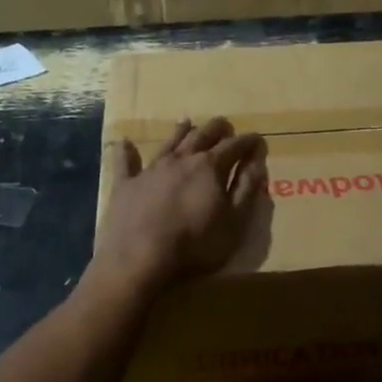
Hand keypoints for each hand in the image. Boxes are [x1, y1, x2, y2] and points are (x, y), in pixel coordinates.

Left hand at [92, 117, 266, 292]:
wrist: (140, 259)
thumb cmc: (195, 245)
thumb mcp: (235, 222)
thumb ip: (247, 189)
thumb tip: (256, 161)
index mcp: (210, 167)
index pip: (234, 146)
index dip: (248, 141)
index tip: (257, 138)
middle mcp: (181, 160)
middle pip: (202, 135)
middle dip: (217, 129)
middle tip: (225, 125)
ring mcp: (151, 170)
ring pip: (169, 142)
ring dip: (180, 131)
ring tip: (187, 122)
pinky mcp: (126, 184)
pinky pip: (125, 162)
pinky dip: (126, 152)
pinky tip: (124, 142)